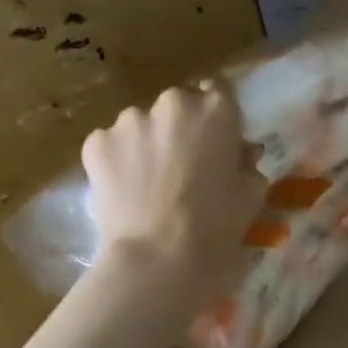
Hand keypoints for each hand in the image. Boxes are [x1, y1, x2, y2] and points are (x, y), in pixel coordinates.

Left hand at [81, 82, 264, 288]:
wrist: (158, 258)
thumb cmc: (217, 226)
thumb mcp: (252, 194)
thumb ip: (247, 163)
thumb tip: (239, 155)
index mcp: (216, 110)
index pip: (220, 90)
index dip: (219, 115)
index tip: (219, 139)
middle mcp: (172, 103)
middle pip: (179, 106)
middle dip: (182, 128)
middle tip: (185, 166)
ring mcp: (129, 120)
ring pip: (143, 125)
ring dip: (149, 144)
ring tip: (151, 183)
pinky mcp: (96, 142)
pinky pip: (114, 145)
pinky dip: (121, 161)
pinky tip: (128, 191)